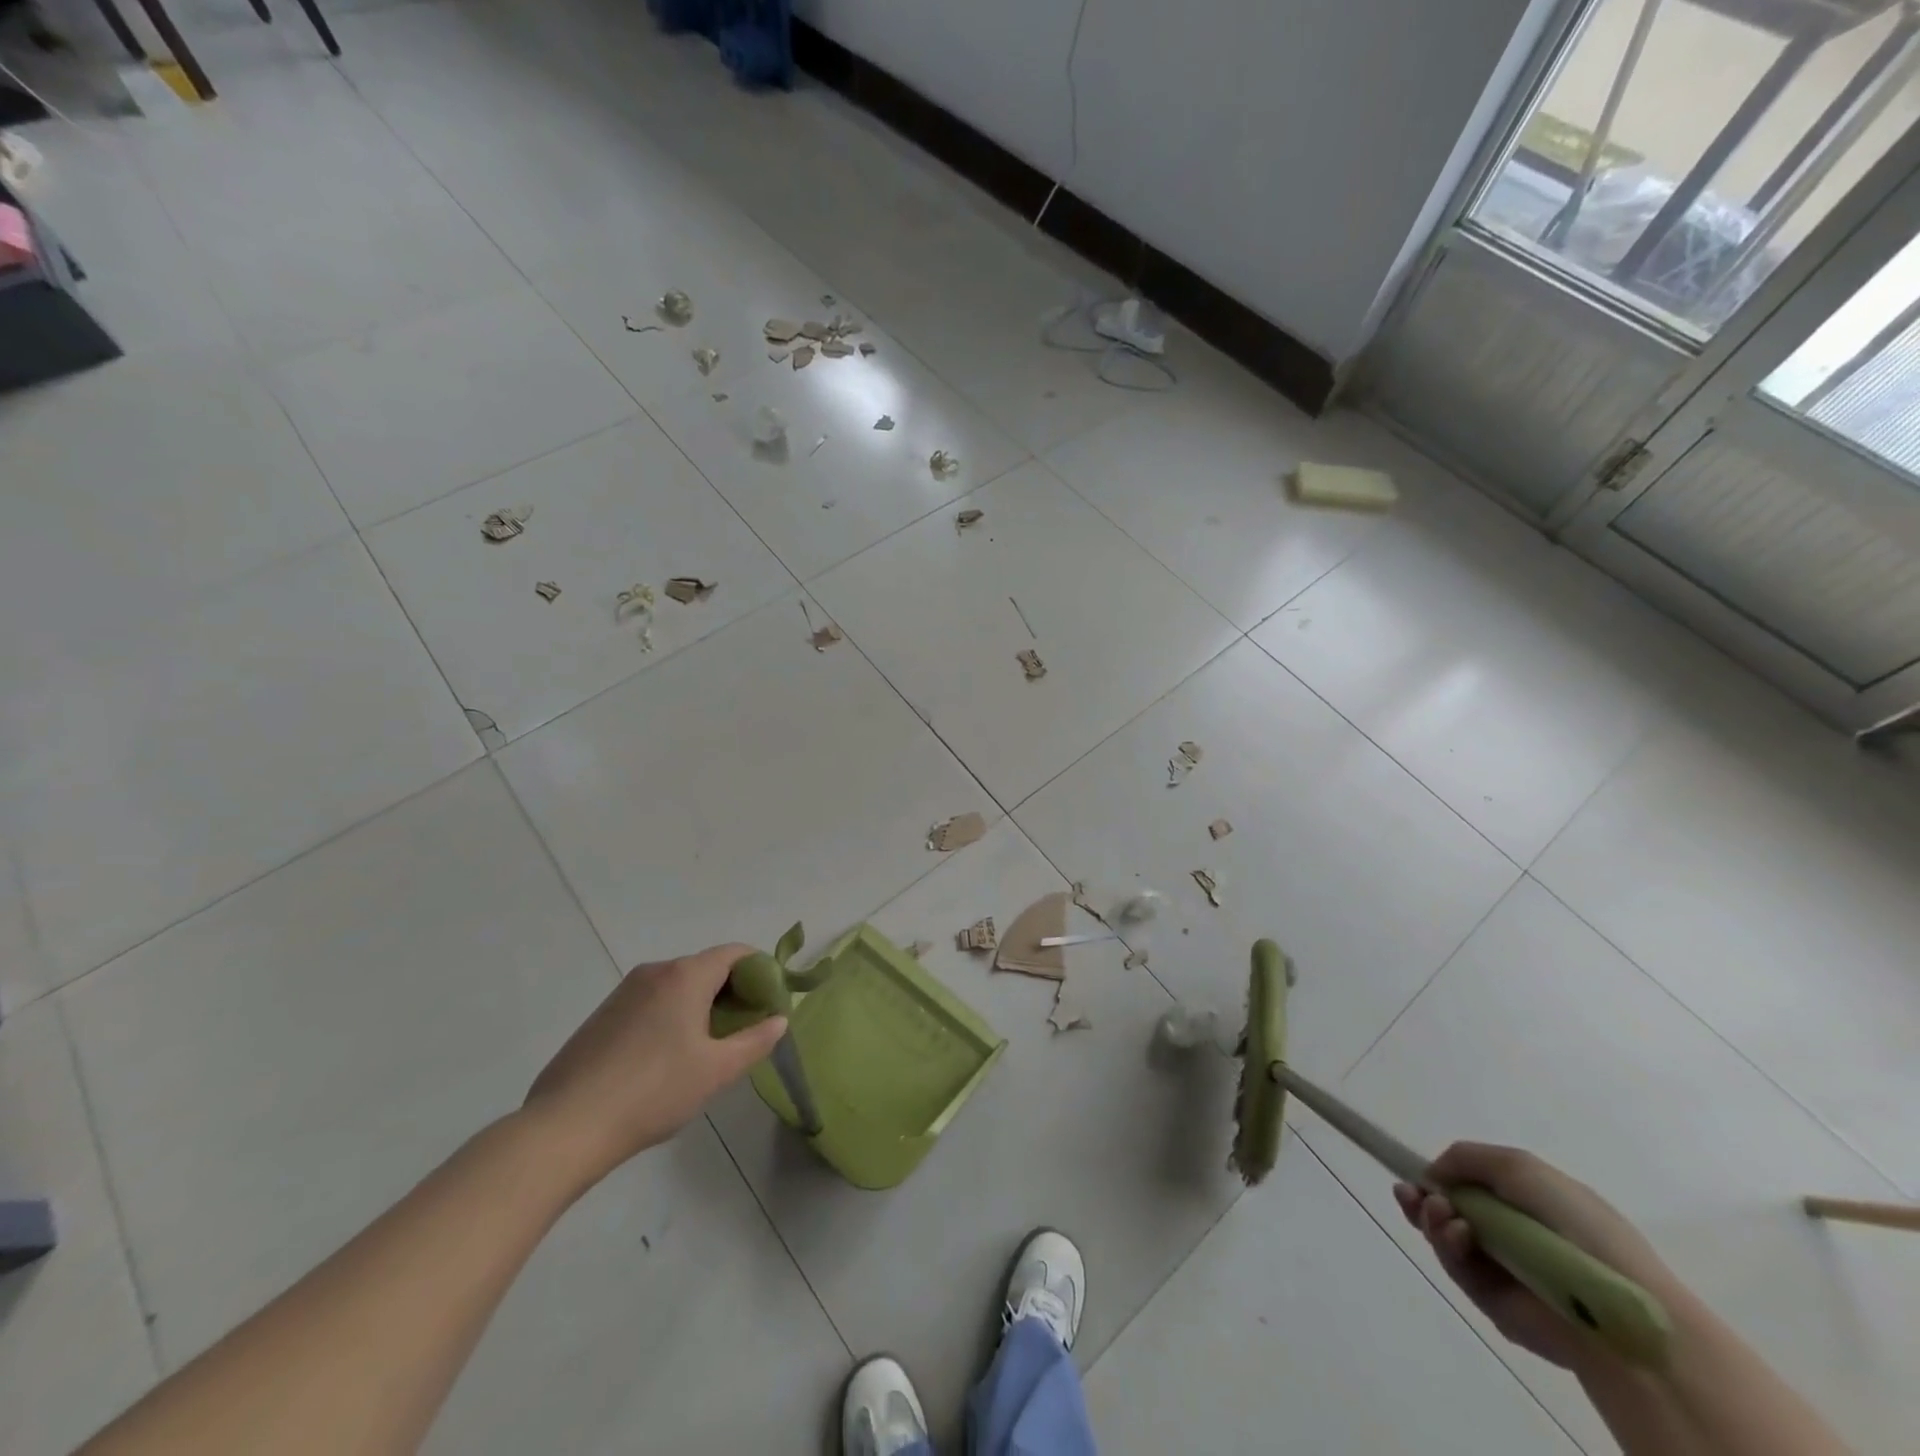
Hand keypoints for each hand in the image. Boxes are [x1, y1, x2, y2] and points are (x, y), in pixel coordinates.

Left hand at [522, 944, 787, 1188]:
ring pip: (676, 986)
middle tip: (744, 1029)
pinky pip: (650, 1002)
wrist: (566, 1127)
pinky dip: (670, 1016)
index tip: (769, 1004)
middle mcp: (655, 972)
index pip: (735, 953)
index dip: (760, 972)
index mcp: (685, 975)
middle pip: (706, 967)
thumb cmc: (654, 1092)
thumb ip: (755, 1041)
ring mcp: (623, 992)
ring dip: (700, 1005)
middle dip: (732, 991)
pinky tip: (665, 1059)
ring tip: (706, 1048)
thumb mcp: (717, 1071)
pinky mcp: (601, 1015)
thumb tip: (779, 1020)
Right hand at [1394, 1142, 1681, 1372]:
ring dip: (1432, 1219)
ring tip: (1438, 1214)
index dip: (1441, 1178)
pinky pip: (1458, 1269)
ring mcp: (1503, 1271)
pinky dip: (1447, 1246)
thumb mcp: (1519, 1167)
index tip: (1418, 1176)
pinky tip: (1456, 1234)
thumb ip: (1466, 1158)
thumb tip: (1432, 1176)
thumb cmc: (1575, 1224)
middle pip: (1450, 1212)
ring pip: (1447, 1239)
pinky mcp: (1495, 1303)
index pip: (1472, 1187)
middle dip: (1423, 1199)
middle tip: (1408, 1195)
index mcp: (1528, 1204)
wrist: (1612, 1304)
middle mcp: (1513, 1235)